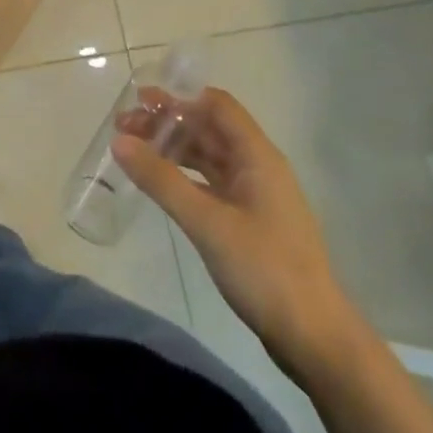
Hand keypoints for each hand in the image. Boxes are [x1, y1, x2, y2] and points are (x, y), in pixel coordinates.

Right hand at [112, 88, 359, 369]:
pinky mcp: (249, 222)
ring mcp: (255, 196)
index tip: (139, 99)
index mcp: (257, 156)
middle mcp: (258, 167)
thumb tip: (119, 141)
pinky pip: (211, 184)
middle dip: (168, 123)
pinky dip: (184, 177)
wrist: (312, 335)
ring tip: (133, 150)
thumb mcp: (206, 222)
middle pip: (210, 129)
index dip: (180, 97)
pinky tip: (160, 184)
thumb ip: (162, 180)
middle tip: (123, 127)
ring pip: (209, 157)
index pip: (217, 106)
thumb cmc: (263, 269)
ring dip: (173, 149)